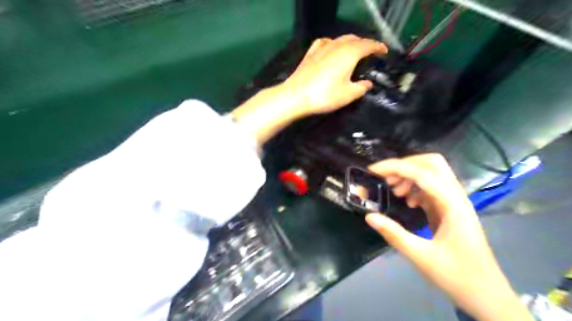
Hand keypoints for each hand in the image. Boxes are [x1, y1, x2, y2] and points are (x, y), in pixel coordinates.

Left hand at [284, 33, 388, 114]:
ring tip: (354, 50)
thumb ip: (361, 88)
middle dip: (365, 44)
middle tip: (371, 53)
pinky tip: (332, 48)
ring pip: (341, 39)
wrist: (296, 96)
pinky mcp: (311, 53)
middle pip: (355, 39)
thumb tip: (367, 84)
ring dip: (351, 42)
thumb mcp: (348, 95)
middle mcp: (337, 45)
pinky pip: (326, 42)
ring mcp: (322, 47)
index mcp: (350, 53)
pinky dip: (334, 43)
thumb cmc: (325, 96)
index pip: (368, 45)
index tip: (384, 51)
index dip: (378, 47)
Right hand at [366, 154, 531, 319]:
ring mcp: (454, 202)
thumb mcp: (421, 256)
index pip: (422, 173)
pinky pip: (432, 188)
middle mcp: (456, 197)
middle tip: (386, 178)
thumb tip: (369, 216)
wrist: (487, 295)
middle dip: (405, 165)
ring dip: (410, 175)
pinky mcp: (450, 209)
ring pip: (432, 173)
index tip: (373, 170)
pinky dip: (416, 187)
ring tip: (394, 191)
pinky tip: (408, 201)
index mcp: (452, 205)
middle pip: (432, 164)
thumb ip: (393, 234)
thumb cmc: (457, 276)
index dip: (396, 167)